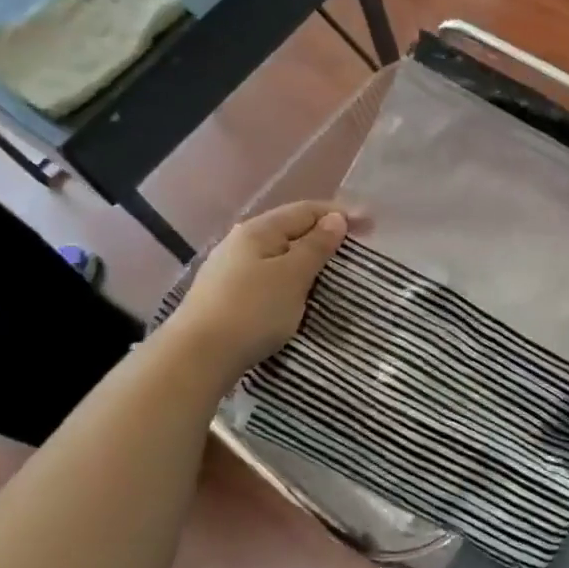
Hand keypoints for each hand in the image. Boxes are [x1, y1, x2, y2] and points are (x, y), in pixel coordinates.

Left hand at [169, 202, 347, 380]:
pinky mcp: (226, 296)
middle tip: (355, 249)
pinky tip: (298, 293)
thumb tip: (334, 219)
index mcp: (259, 230)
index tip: (371, 225)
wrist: (197, 357)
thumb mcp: (293, 276)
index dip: (340, 214)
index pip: (306, 210)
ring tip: (332, 271)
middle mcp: (241, 242)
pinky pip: (268, 276)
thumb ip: (316, 246)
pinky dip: (290, 278)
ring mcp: (229, 270)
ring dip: (307, 259)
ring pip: (278, 255)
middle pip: (290, 230)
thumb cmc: (252, 311)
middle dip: (324, 236)